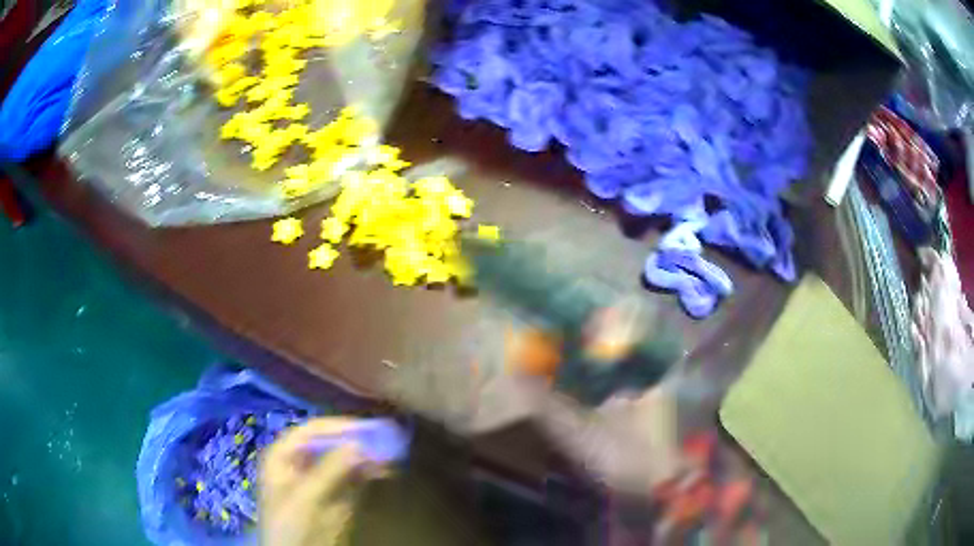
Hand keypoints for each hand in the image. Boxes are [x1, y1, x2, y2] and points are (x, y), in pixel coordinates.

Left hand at [260, 418, 384, 545]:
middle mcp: (302, 462)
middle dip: (356, 441)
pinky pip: (353, 478)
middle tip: (384, 439)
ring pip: (345, 460)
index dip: (338, 427)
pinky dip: (368, 473)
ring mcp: (319, 480)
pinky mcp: (335, 497)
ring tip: (390, 454)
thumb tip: (359, 444)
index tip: (367, 428)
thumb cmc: (290, 525)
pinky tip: (384, 470)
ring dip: (366, 456)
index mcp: (284, 456)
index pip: (311, 431)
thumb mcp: (306, 497)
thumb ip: (330, 471)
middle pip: (331, 443)